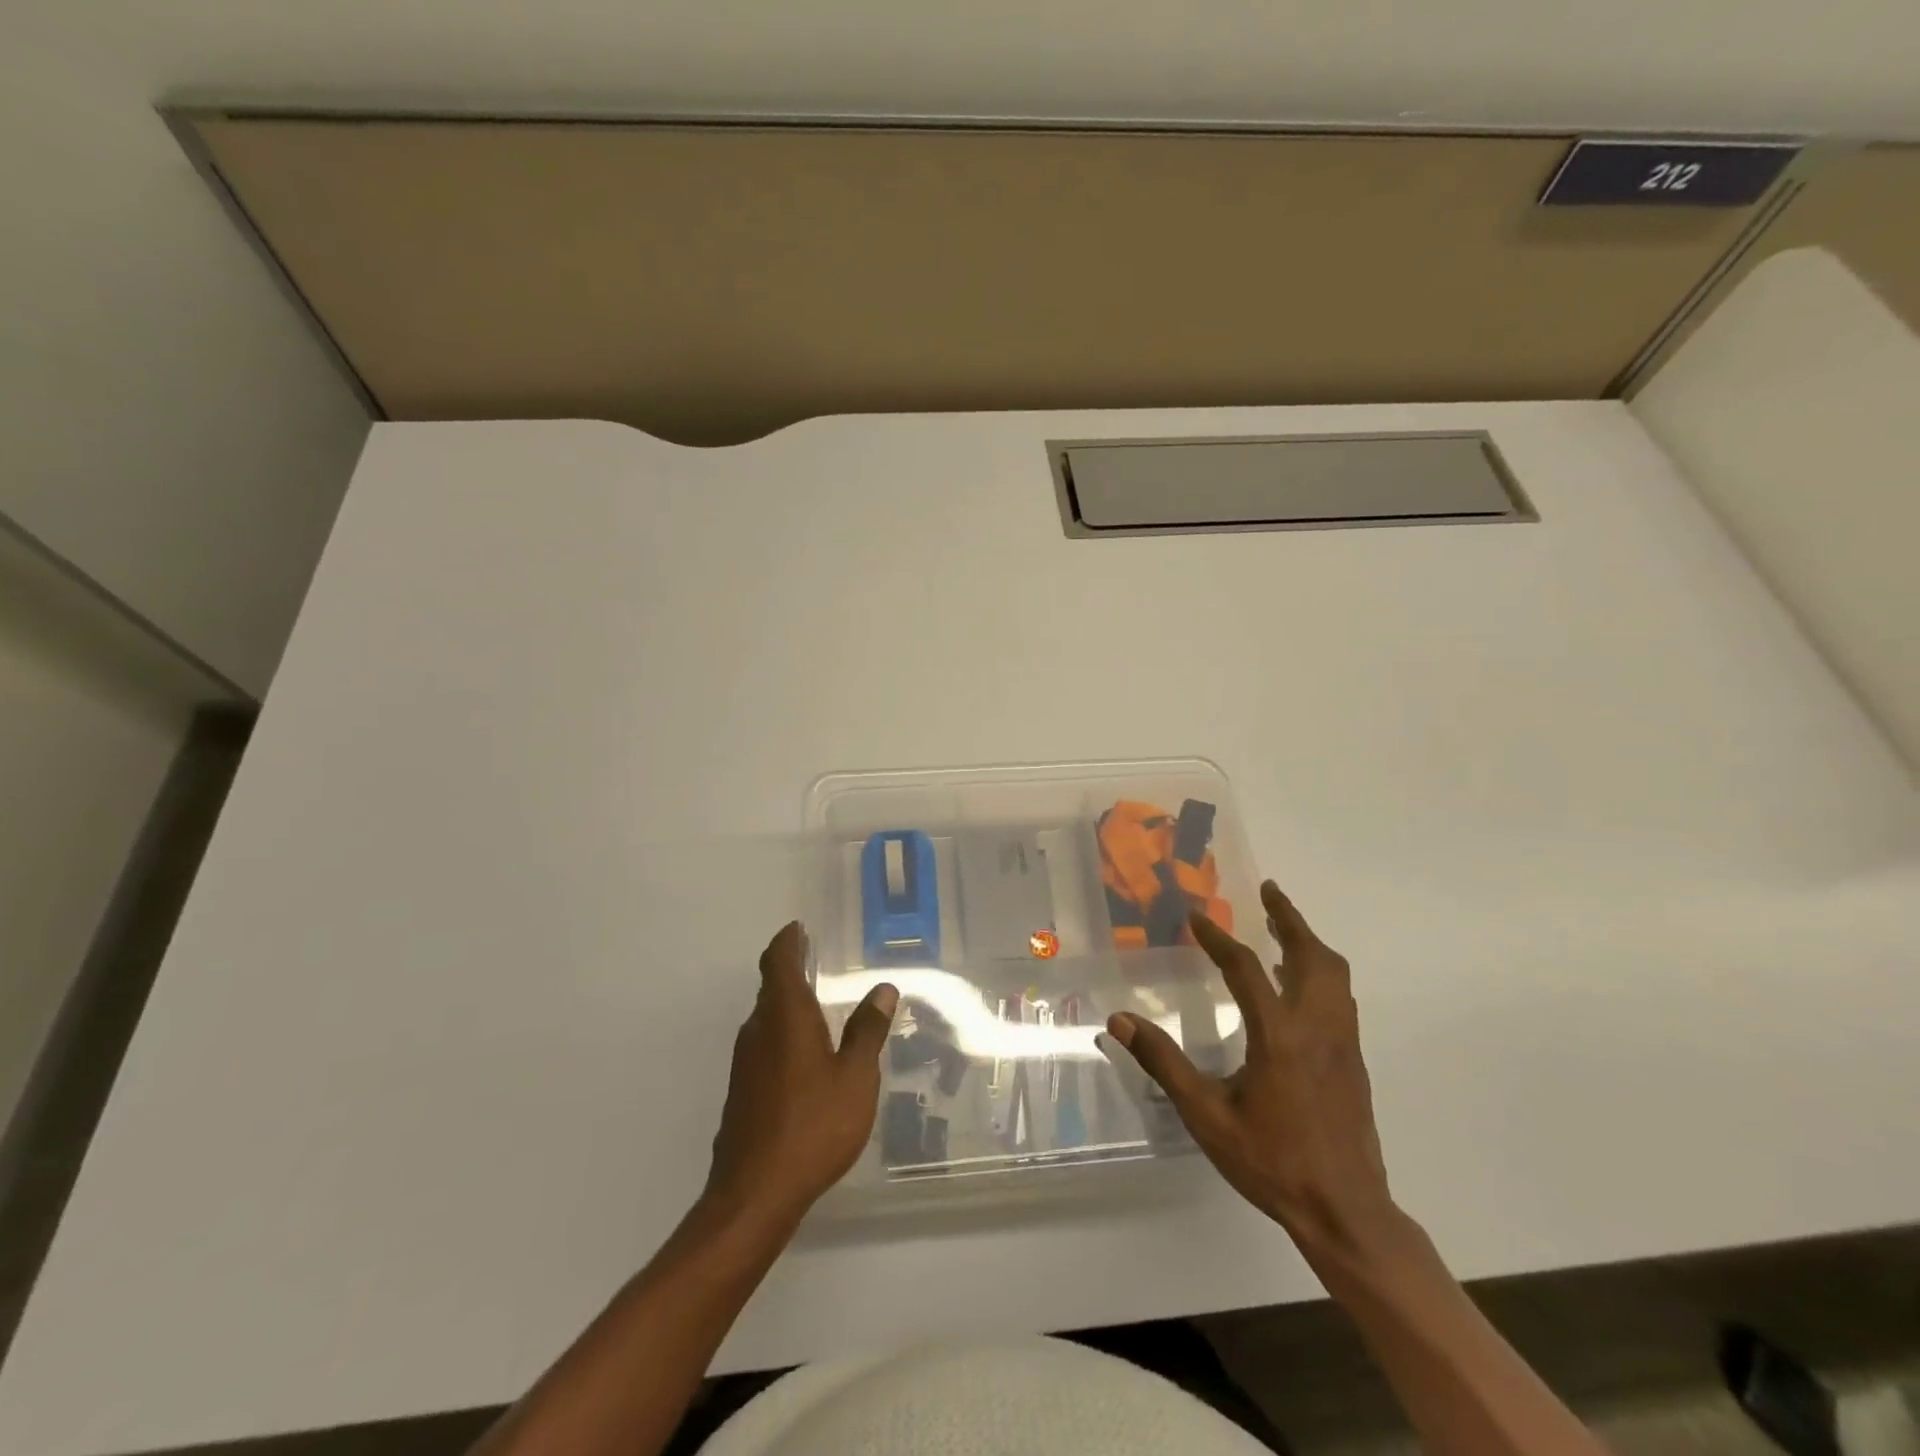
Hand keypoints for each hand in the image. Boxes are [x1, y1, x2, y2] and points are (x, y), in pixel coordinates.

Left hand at [704, 922, 897, 1233]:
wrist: (755, 1194)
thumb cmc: (813, 1125)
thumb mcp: (855, 1077)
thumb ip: (867, 1031)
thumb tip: (883, 988)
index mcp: (785, 1016)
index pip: (778, 962)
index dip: (788, 941)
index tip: (799, 928)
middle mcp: (759, 1030)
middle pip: (771, 987)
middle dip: (791, 970)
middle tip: (816, 960)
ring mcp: (745, 1063)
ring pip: (766, 1018)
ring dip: (787, 1004)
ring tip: (817, 1004)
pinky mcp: (743, 1091)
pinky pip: (765, 1045)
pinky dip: (783, 1034)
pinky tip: (805, 1055)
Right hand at [1107, 881, 1401, 1262]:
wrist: (1346, 1210)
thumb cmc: (1272, 1161)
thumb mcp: (1207, 1117)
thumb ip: (1165, 1064)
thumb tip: (1121, 1022)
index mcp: (1279, 1036)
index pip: (1247, 969)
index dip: (1219, 939)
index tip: (1197, 917)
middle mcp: (1317, 1028)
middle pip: (1311, 956)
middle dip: (1289, 918)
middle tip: (1268, 891)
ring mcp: (1343, 1043)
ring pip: (1335, 974)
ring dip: (1309, 942)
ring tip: (1282, 927)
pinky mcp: (1354, 1060)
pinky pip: (1341, 997)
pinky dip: (1320, 971)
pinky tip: (1297, 984)